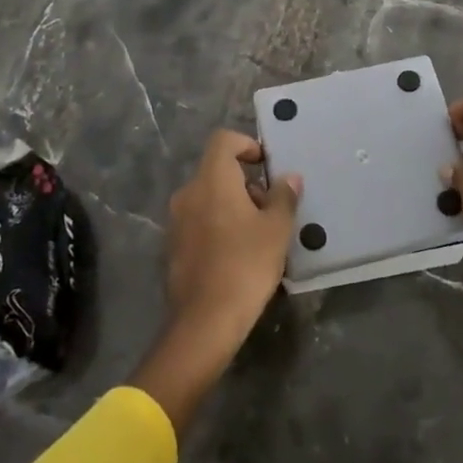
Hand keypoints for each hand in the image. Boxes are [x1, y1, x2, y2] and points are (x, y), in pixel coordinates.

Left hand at [163, 128, 299, 347]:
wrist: (204, 322)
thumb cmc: (245, 265)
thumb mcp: (276, 229)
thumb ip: (283, 197)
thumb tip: (289, 178)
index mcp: (212, 180)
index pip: (224, 140)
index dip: (247, 144)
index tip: (267, 166)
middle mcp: (189, 193)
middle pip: (217, 170)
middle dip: (246, 183)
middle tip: (271, 208)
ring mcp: (176, 221)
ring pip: (209, 197)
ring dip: (233, 205)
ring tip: (259, 234)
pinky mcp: (173, 247)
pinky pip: (199, 221)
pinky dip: (219, 225)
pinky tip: (238, 254)